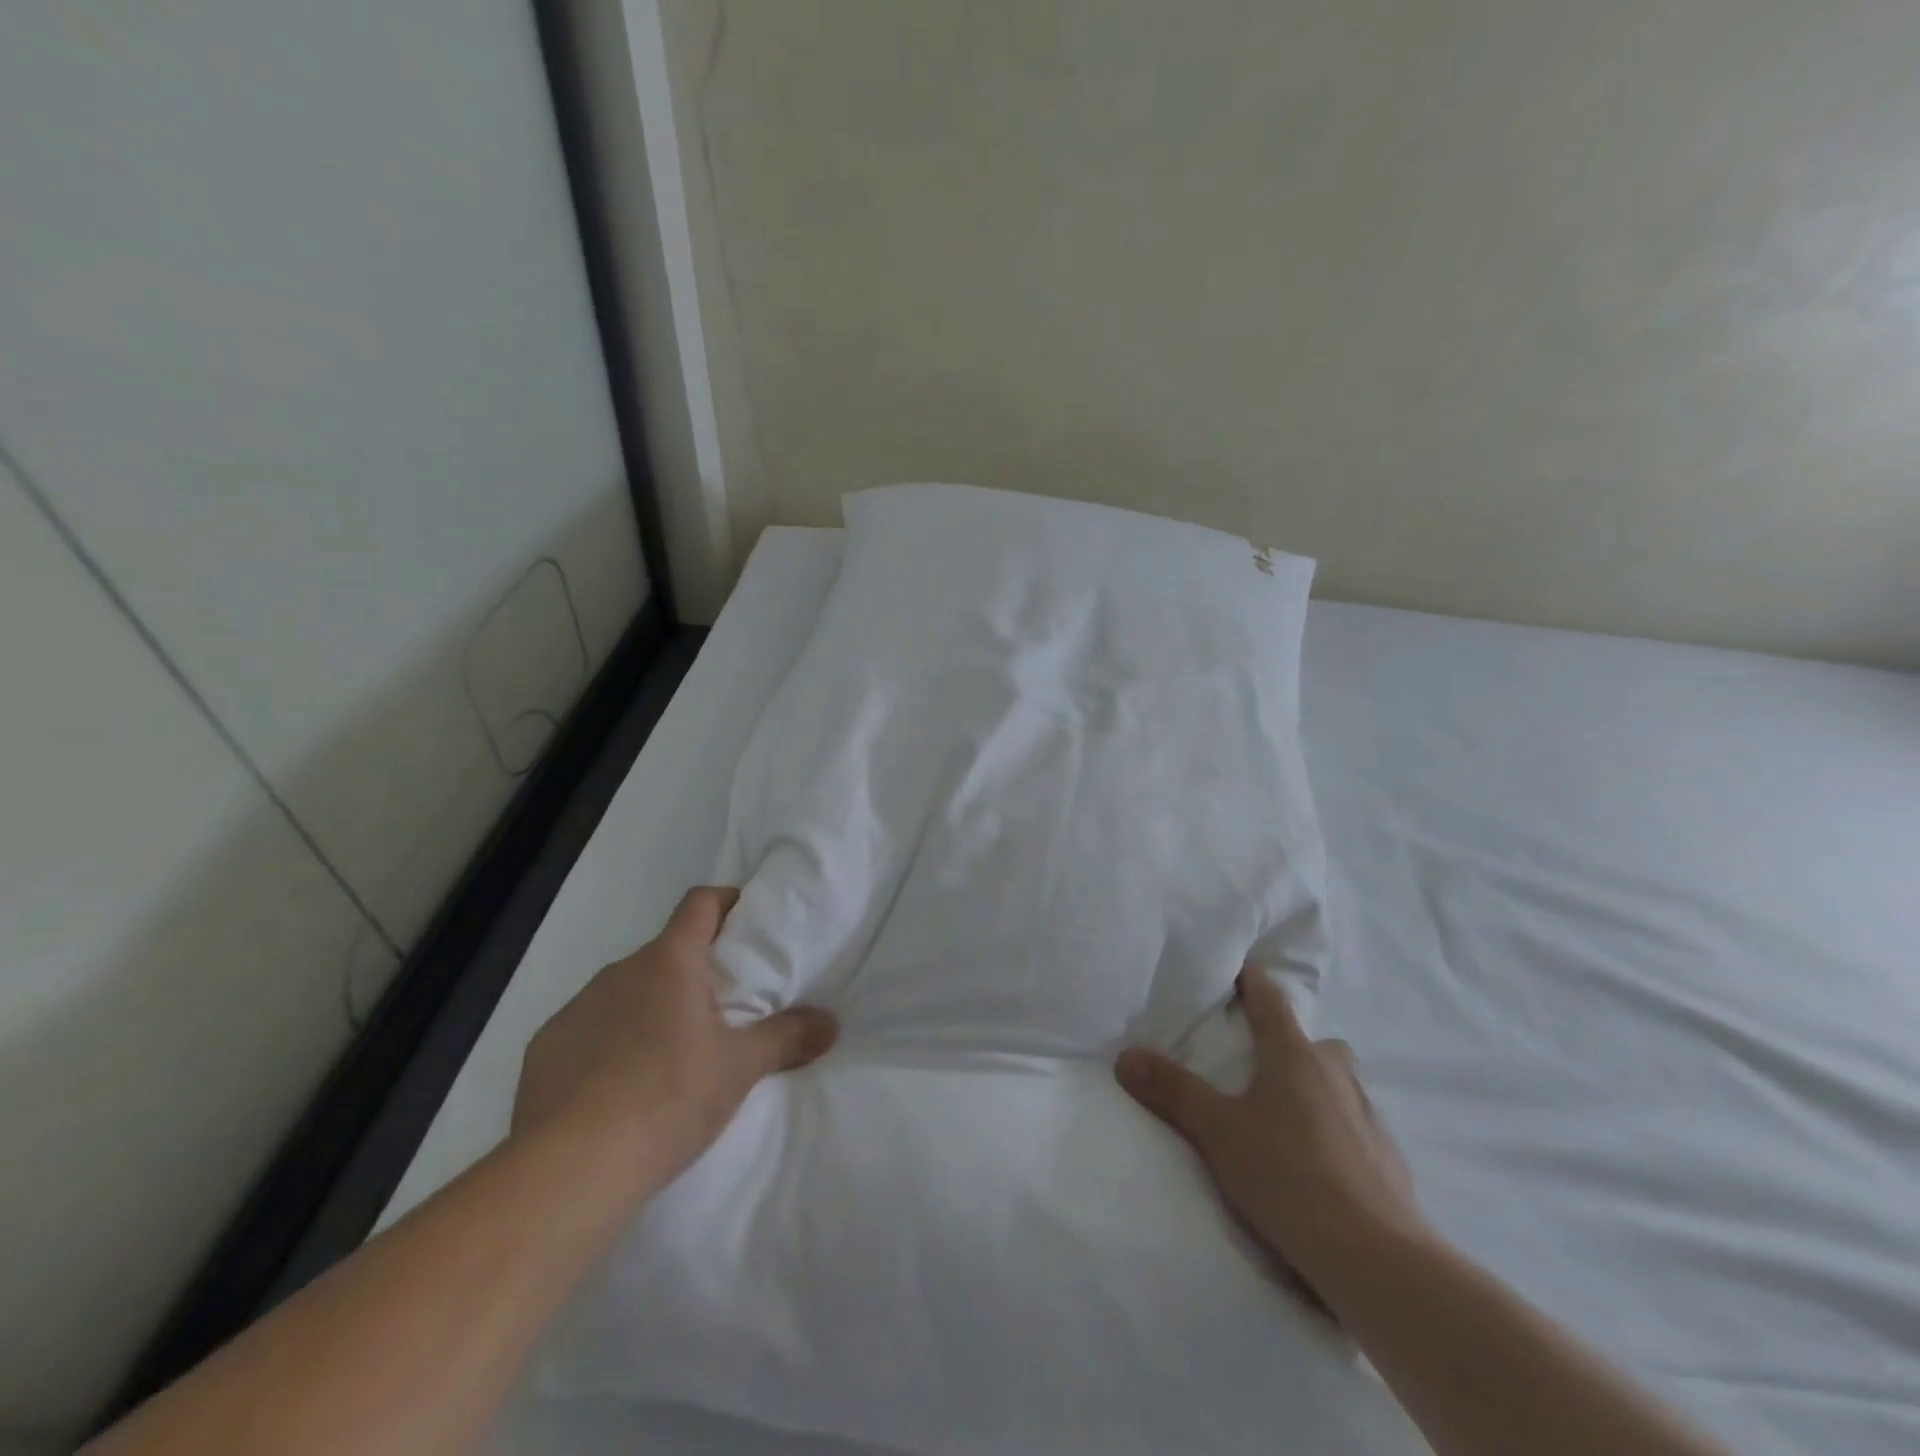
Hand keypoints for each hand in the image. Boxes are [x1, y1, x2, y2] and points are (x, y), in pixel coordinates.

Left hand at [513, 885, 837, 1181]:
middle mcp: (620, 971)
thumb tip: (831, 1024)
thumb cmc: (668, 1098)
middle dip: (695, 970)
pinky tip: (618, 1087)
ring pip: (626, 990)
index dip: (727, 902)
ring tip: (670, 1054)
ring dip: (651, 1006)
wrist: (568, 1170)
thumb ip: (788, 1038)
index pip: (700, 902)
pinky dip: (610, 1041)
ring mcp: (576, 1008)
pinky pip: (589, 1028)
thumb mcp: (740, 1069)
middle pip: (666, 951)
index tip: (747, 924)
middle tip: (722, 1008)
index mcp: (669, 961)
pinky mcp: (544, 1048)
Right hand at [1115, 968, 1428, 1299]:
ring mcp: (1367, 1114)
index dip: (1250, 980)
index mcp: (1294, 1054)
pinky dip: (1332, 1128)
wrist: (1379, 1262)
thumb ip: (1172, 1091)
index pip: (1270, 997)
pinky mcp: (1387, 1156)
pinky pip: (1353, 1123)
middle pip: (1308, 1041)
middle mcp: (1335, 1073)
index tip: (1233, 972)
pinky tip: (1314, 1161)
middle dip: (1283, 1043)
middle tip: (1252, 1063)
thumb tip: (1126, 1056)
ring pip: (1335, 1081)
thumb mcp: (1218, 1133)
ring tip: (1280, 1116)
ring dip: (1311, 1086)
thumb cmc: (1290, 1178)